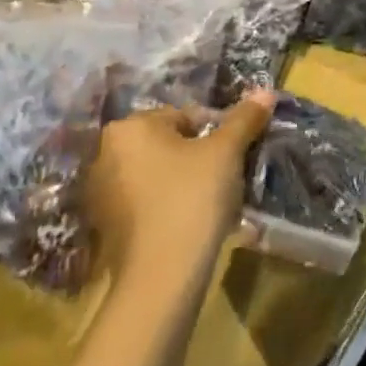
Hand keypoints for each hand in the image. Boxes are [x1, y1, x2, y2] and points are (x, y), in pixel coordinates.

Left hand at [85, 90, 273, 285]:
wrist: (162, 274)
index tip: (233, 155)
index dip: (216, 133)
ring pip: (157, 173)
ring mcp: (100, 193)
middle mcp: (105, 153)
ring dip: (183, 181)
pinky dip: (167, 205)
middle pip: (168, 143)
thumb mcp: (227, 152)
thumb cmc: (193, 197)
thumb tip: (265, 91)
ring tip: (211, 202)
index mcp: (129, 127)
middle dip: (197, 156)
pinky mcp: (105, 226)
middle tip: (225, 176)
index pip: (185, 116)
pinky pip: (146, 202)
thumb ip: (245, 118)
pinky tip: (189, 222)